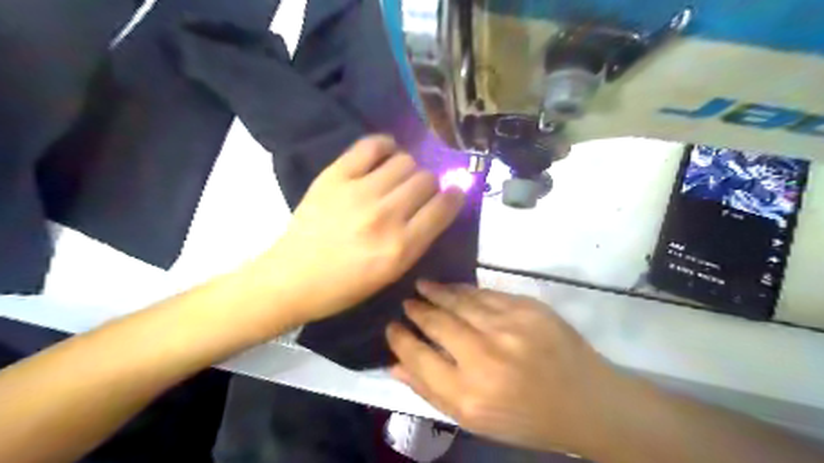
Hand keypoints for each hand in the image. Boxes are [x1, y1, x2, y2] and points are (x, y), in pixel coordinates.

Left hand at [254, 136, 465, 326]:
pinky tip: (384, 156)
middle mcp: (385, 216)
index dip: (455, 196)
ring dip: (409, 169)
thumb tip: (438, 204)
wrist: (292, 278)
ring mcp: (358, 192)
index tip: (453, 194)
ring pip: (405, 161)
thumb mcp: (392, 274)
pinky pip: (373, 145)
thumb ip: (418, 239)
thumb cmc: (345, 286)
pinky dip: (386, 146)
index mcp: (400, 248)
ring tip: (398, 179)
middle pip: (426, 179)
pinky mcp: (335, 176)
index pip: (443, 207)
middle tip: (417, 193)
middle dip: (430, 185)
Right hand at [386, 280, 631, 457]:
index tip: (391, 327)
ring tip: (421, 286)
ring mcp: (509, 327)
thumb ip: (431, 391)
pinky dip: (464, 290)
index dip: (400, 339)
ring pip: (459, 301)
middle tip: (406, 303)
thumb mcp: (474, 420)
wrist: (585, 400)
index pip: (418, 356)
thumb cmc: (525, 417)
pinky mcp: (527, 308)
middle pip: (437, 323)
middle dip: (416, 310)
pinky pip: (485, 294)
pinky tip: (452, 288)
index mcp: (469, 394)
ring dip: (436, 292)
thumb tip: (395, 363)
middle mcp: (485, 356)